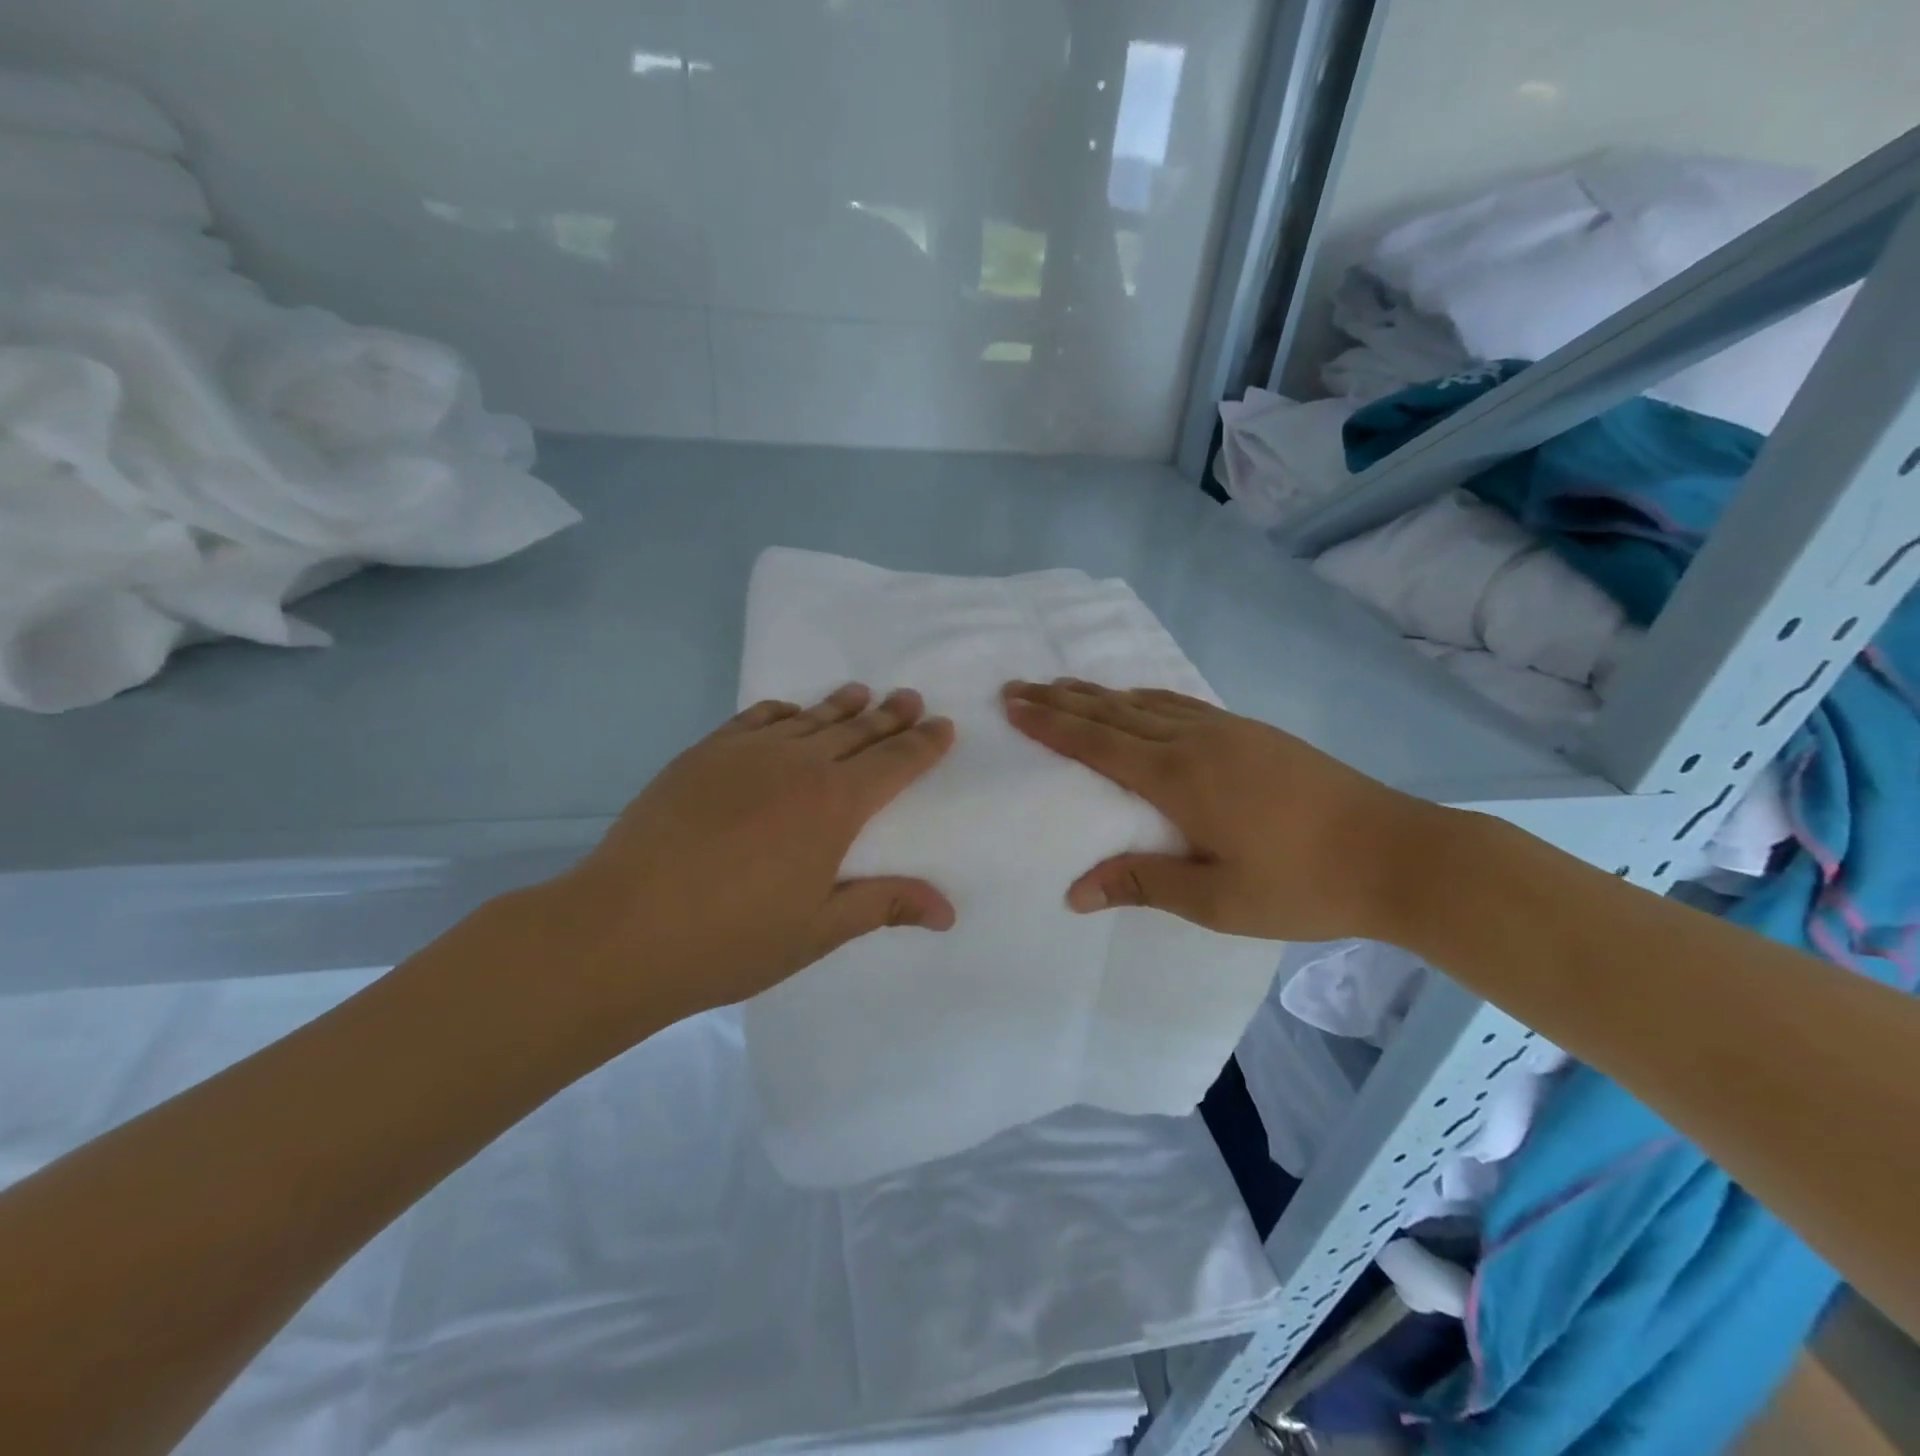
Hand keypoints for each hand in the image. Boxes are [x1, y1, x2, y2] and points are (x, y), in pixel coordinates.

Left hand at [543, 684, 955, 1025]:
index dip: (922, 745)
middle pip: (856, 732)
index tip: (943, 726)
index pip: (894, 764)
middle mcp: (797, 765)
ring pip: (808, 720)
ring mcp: (746, 754)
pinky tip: (790, 712)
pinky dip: (781, 712)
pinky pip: (754, 719)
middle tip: (910, 698)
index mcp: (835, 806)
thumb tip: (947, 912)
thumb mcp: (819, 930)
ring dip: (840, 707)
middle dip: (889, 717)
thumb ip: (885, 905)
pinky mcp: (703, 755)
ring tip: (862, 693)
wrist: (623, 929)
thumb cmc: (733, 939)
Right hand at [1003, 679, 1438, 942]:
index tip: (1013, 704)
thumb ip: (1143, 884)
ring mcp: (1227, 730)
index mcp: (1179, 779)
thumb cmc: (1303, 884)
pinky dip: (1144, 697)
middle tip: (1018, 685)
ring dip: (1099, 694)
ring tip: (1063, 685)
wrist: (1397, 852)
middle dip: (1062, 700)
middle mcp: (1195, 742)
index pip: (1097, 743)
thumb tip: (1075, 892)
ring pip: (1146, 702)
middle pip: (1114, 712)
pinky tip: (1138, 699)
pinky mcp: (1252, 732)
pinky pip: (1180, 703)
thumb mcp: (1217, 901)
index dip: (1051, 723)